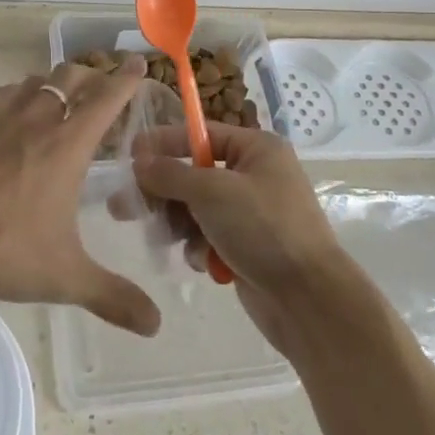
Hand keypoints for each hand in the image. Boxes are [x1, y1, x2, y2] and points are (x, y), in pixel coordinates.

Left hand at [0, 55, 161, 335]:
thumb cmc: (2, 249)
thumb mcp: (64, 277)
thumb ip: (113, 297)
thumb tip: (156, 324)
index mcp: (68, 144)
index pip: (107, 97)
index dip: (126, 78)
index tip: (138, 62)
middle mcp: (39, 118)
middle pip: (72, 75)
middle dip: (94, 75)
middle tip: (104, 89)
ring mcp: (2, 115)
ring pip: (39, 79)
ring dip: (58, 83)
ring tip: (64, 101)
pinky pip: (7, 92)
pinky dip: (23, 94)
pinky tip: (17, 115)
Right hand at [131, 123, 349, 351]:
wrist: (308, 301)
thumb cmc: (263, 229)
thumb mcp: (211, 192)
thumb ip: (170, 174)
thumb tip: (140, 162)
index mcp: (257, 149)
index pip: (201, 134)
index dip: (165, 143)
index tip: (130, 156)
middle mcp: (256, 175)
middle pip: (194, 173)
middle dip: (164, 191)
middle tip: (126, 206)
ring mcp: (253, 213)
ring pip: (197, 208)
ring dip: (181, 223)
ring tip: (166, 238)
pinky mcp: (248, 247)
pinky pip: (209, 236)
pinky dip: (200, 247)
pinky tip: (203, 262)